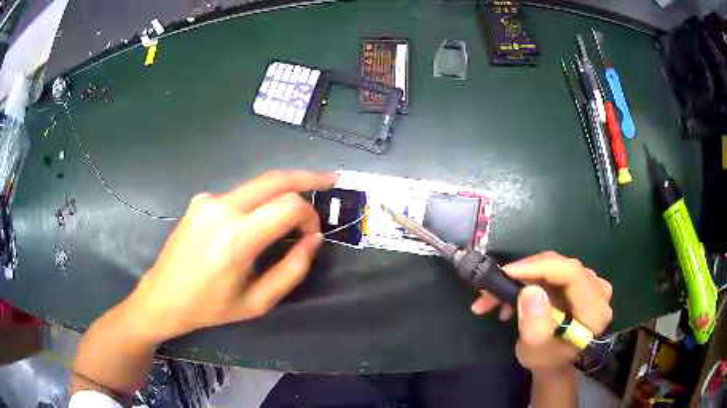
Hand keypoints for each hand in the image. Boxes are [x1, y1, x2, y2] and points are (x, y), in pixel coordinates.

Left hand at [127, 170, 337, 342]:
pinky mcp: (201, 199)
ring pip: (258, 184)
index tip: (312, 234)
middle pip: (275, 178)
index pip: (289, 206)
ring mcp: (208, 200)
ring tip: (296, 207)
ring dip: (282, 191)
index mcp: (236, 238)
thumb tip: (314, 239)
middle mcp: (222, 208)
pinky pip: (239, 195)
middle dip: (307, 177)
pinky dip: (257, 202)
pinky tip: (255, 223)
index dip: (310, 215)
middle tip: (329, 180)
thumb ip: (292, 269)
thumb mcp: (258, 301)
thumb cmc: (211, 307)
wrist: (163, 296)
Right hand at [470, 251, 612, 375]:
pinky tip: (510, 298)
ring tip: (493, 299)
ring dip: (521, 279)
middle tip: (490, 290)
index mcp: (594, 310)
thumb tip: (530, 290)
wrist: (555, 361)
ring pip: (552, 267)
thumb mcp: (535, 351)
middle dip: (522, 275)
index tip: (506, 273)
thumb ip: (535, 325)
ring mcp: (590, 282)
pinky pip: (552, 271)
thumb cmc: (546, 360)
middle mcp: (598, 289)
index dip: (539, 267)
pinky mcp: (579, 280)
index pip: (571, 274)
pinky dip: (528, 281)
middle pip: (560, 267)